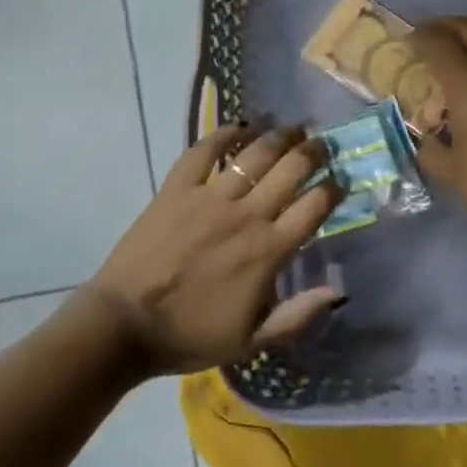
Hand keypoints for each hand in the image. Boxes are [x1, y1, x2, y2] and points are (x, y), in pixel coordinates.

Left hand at [92, 123, 345, 374]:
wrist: (125, 325)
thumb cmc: (191, 336)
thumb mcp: (252, 341)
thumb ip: (298, 317)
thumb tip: (338, 292)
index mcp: (269, 251)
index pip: (314, 207)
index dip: (334, 188)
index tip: (341, 180)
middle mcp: (246, 215)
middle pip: (290, 170)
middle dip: (313, 152)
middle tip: (322, 144)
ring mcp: (210, 197)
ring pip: (254, 155)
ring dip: (278, 136)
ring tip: (292, 128)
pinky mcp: (177, 189)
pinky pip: (204, 152)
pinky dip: (223, 134)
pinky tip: (239, 125)